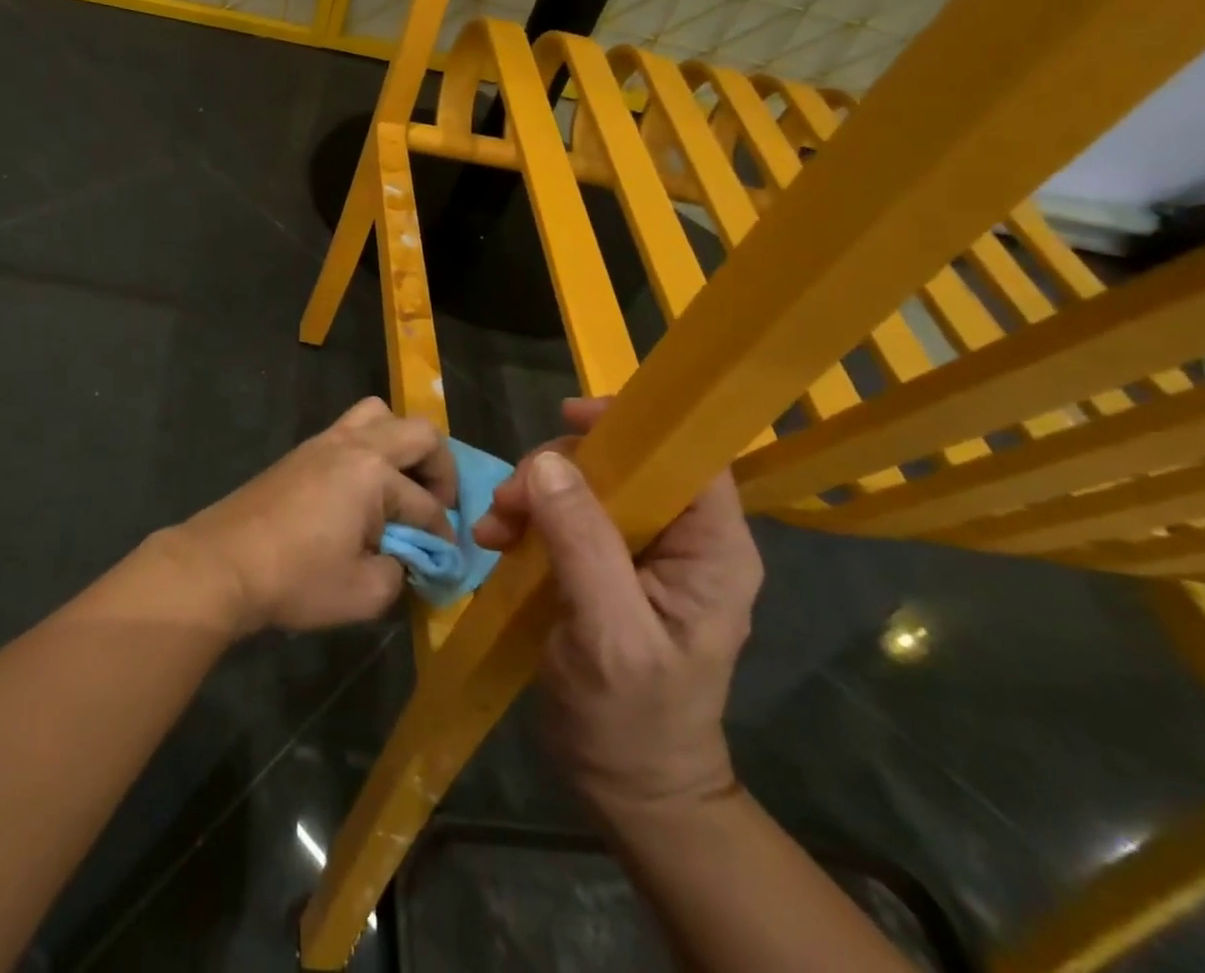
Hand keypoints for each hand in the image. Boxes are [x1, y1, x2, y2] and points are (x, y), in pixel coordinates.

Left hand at [173, 398, 457, 634]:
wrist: (221, 563)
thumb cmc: (296, 578)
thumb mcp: (364, 593)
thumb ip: (400, 573)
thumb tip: (405, 560)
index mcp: (373, 472)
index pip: (426, 505)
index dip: (442, 536)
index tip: (444, 561)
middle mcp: (354, 444)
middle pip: (419, 432)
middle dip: (440, 469)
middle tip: (436, 506)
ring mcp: (324, 441)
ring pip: (379, 415)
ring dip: (402, 445)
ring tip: (402, 486)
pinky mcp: (302, 452)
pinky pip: (351, 429)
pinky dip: (371, 449)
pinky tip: (364, 491)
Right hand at [473, 398, 762, 822]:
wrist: (624, 787)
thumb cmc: (633, 720)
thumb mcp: (610, 634)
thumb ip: (584, 545)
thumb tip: (549, 463)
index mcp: (711, 549)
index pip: (689, 456)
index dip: (637, 425)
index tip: (568, 417)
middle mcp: (679, 538)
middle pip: (622, 462)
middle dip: (558, 470)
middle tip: (510, 501)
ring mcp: (637, 550)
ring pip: (583, 484)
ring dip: (531, 495)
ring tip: (493, 531)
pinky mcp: (600, 564)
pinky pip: (560, 514)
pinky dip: (523, 519)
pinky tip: (494, 543)